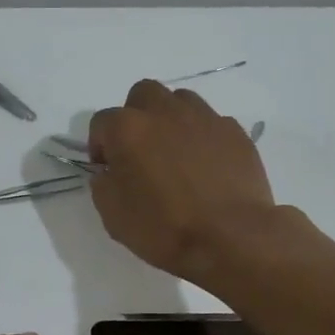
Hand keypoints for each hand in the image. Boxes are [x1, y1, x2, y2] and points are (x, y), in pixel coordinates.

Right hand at [88, 80, 276, 284]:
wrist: (232, 238)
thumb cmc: (165, 229)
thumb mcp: (113, 216)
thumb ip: (103, 185)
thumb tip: (110, 172)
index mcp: (129, 129)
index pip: (102, 122)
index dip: (99, 146)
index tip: (107, 170)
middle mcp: (165, 112)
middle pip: (143, 95)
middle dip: (135, 117)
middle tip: (140, 151)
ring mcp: (205, 118)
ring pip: (180, 101)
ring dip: (170, 120)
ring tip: (175, 154)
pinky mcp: (235, 132)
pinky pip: (211, 123)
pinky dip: (202, 137)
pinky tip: (206, 166)